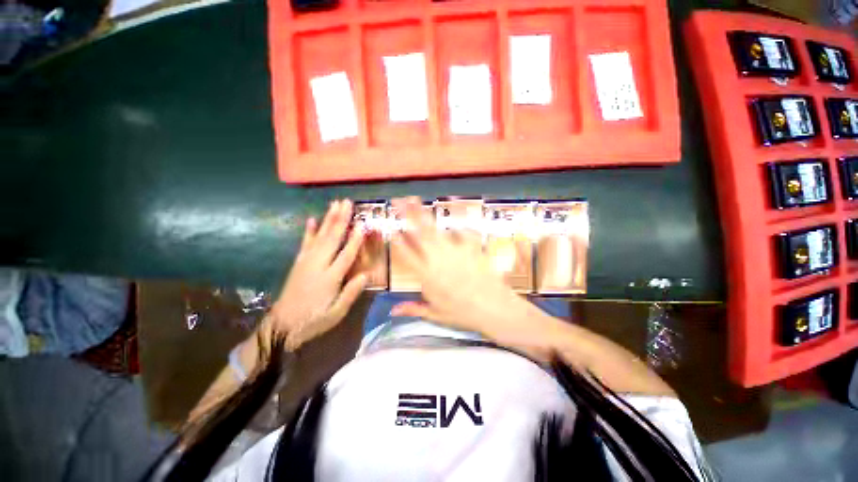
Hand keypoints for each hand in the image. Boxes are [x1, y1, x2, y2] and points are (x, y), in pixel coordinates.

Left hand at [265, 200, 366, 350]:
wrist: (281, 326)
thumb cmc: (313, 320)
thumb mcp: (336, 313)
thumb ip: (351, 293)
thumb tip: (366, 274)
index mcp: (329, 278)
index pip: (346, 255)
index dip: (355, 240)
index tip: (363, 224)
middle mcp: (317, 265)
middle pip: (332, 239)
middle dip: (341, 219)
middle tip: (347, 203)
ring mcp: (306, 262)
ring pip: (319, 236)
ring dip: (328, 219)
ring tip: (335, 204)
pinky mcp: (298, 262)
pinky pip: (304, 243)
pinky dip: (308, 230)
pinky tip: (311, 219)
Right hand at [388, 198, 563, 358]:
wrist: (494, 309)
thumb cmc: (463, 314)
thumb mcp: (436, 315)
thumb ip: (413, 309)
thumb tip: (392, 310)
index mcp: (427, 276)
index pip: (407, 255)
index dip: (397, 241)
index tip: (391, 228)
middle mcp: (438, 259)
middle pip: (419, 234)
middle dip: (407, 215)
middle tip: (398, 201)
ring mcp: (455, 251)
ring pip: (436, 229)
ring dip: (425, 214)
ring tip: (416, 201)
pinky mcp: (471, 247)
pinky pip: (463, 231)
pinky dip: (458, 225)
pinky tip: (455, 219)